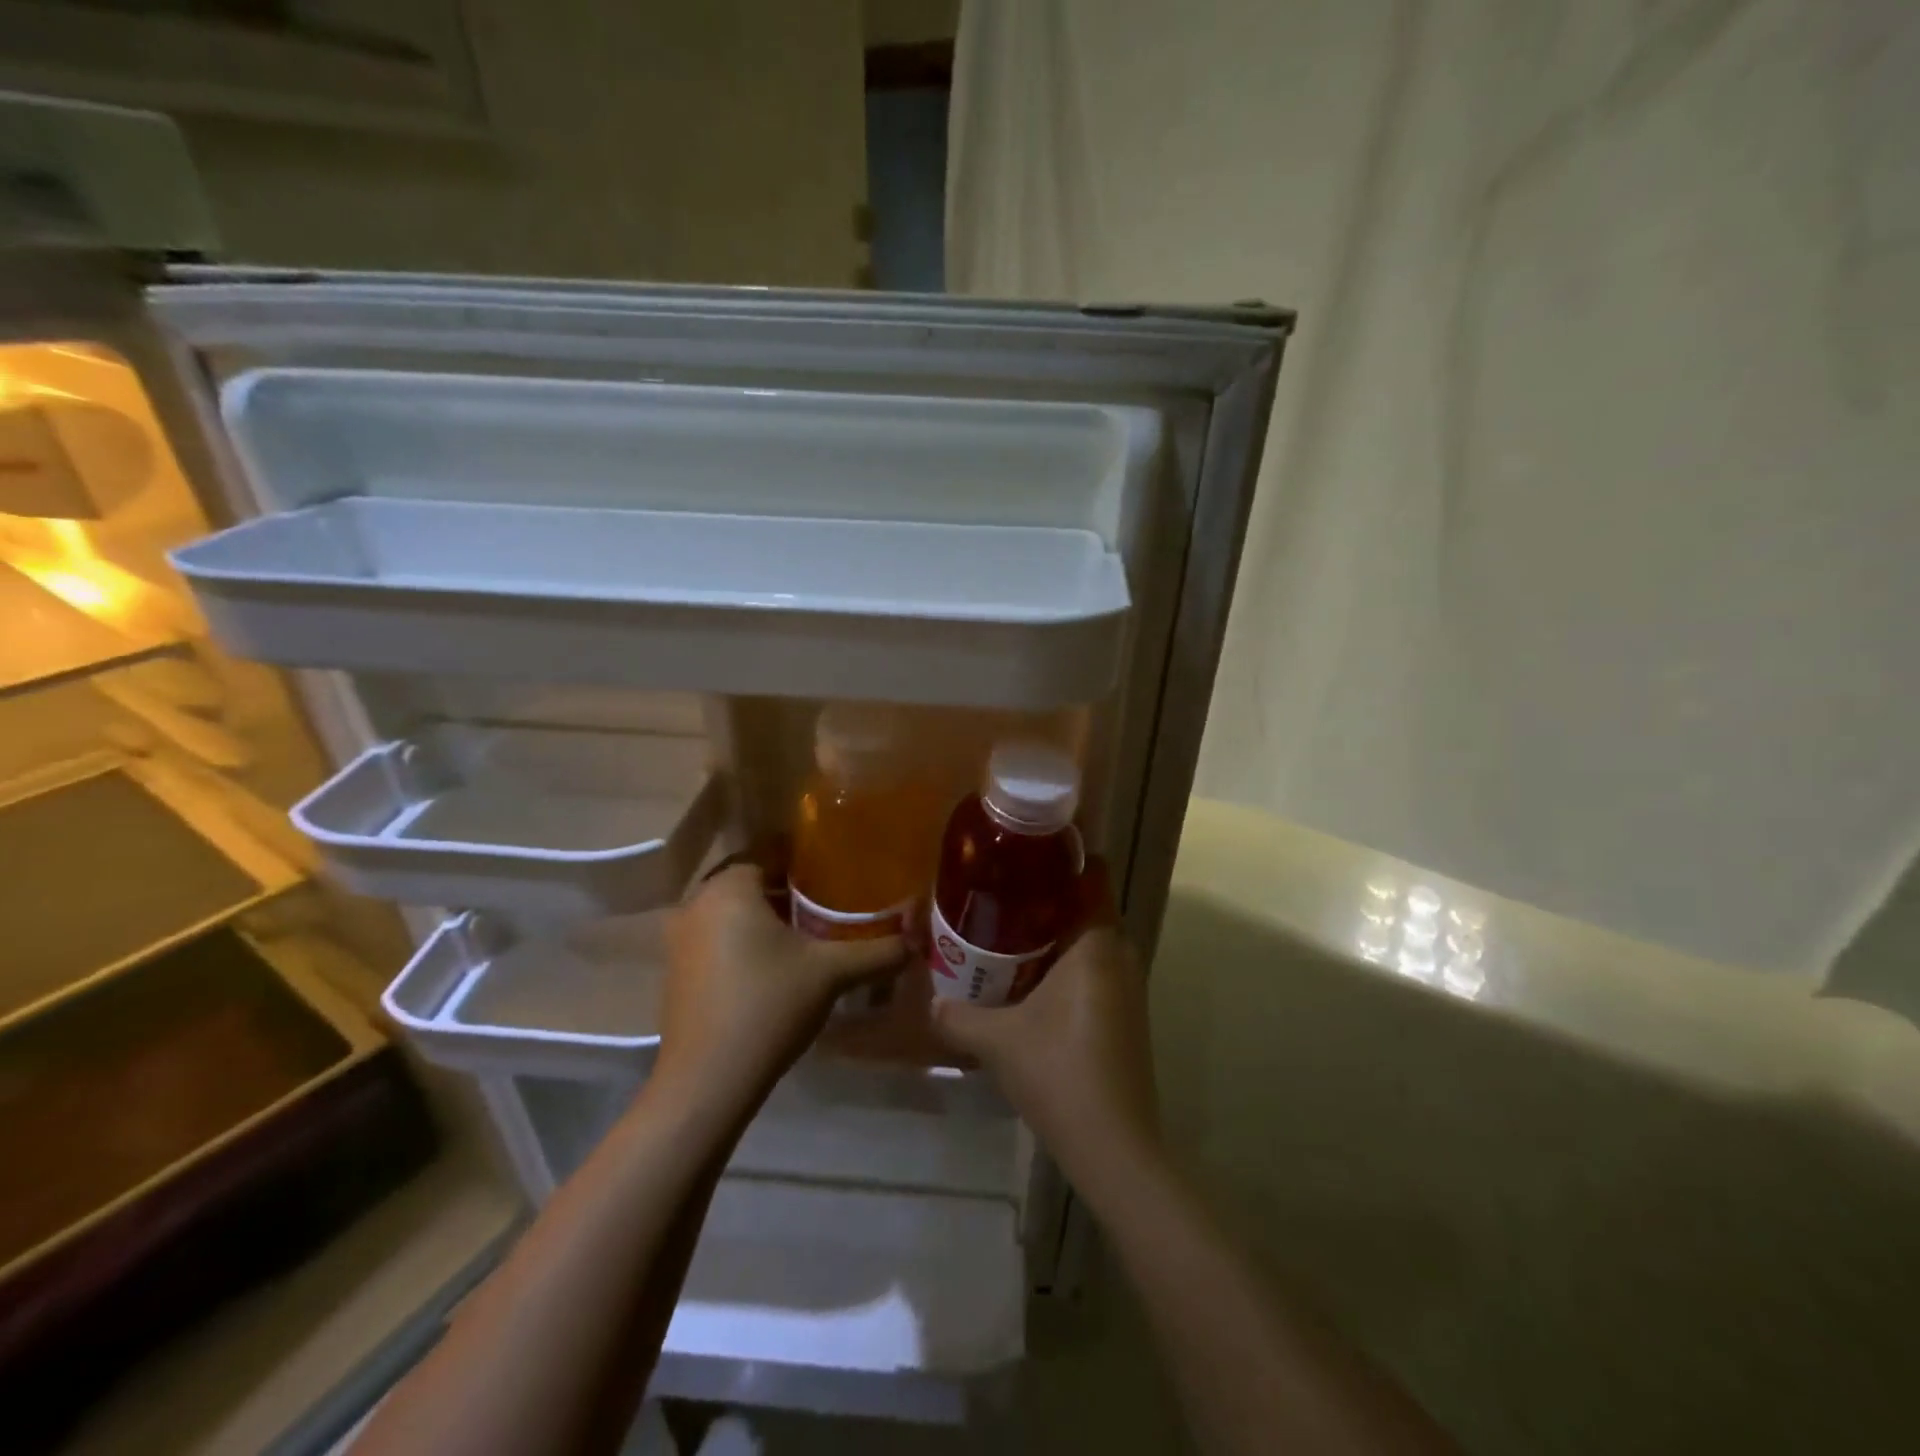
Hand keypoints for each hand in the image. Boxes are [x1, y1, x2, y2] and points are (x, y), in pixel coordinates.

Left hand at [655, 864, 904, 1118]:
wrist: (706, 1083)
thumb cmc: (767, 1007)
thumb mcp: (832, 973)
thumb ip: (878, 951)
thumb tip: (916, 941)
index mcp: (729, 887)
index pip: (771, 851)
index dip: (807, 858)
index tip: (839, 870)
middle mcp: (696, 903)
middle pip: (752, 880)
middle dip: (790, 888)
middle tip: (832, 900)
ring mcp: (680, 938)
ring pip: (734, 911)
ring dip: (767, 916)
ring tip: (811, 930)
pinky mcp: (677, 970)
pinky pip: (718, 937)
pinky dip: (746, 940)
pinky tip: (777, 963)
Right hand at [930, 876, 1161, 1199]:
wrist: (1114, 1146)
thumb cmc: (1058, 1073)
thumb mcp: (997, 1041)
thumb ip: (957, 1014)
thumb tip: (930, 1000)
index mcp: (1095, 942)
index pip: (1093, 873)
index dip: (1063, 855)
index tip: (1023, 851)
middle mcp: (1119, 953)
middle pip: (1086, 903)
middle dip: (1046, 895)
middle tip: (999, 892)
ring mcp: (1128, 985)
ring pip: (1090, 938)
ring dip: (1054, 932)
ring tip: (1005, 931)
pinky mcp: (1126, 1013)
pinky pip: (1094, 967)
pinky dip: (1066, 962)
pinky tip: (1028, 979)